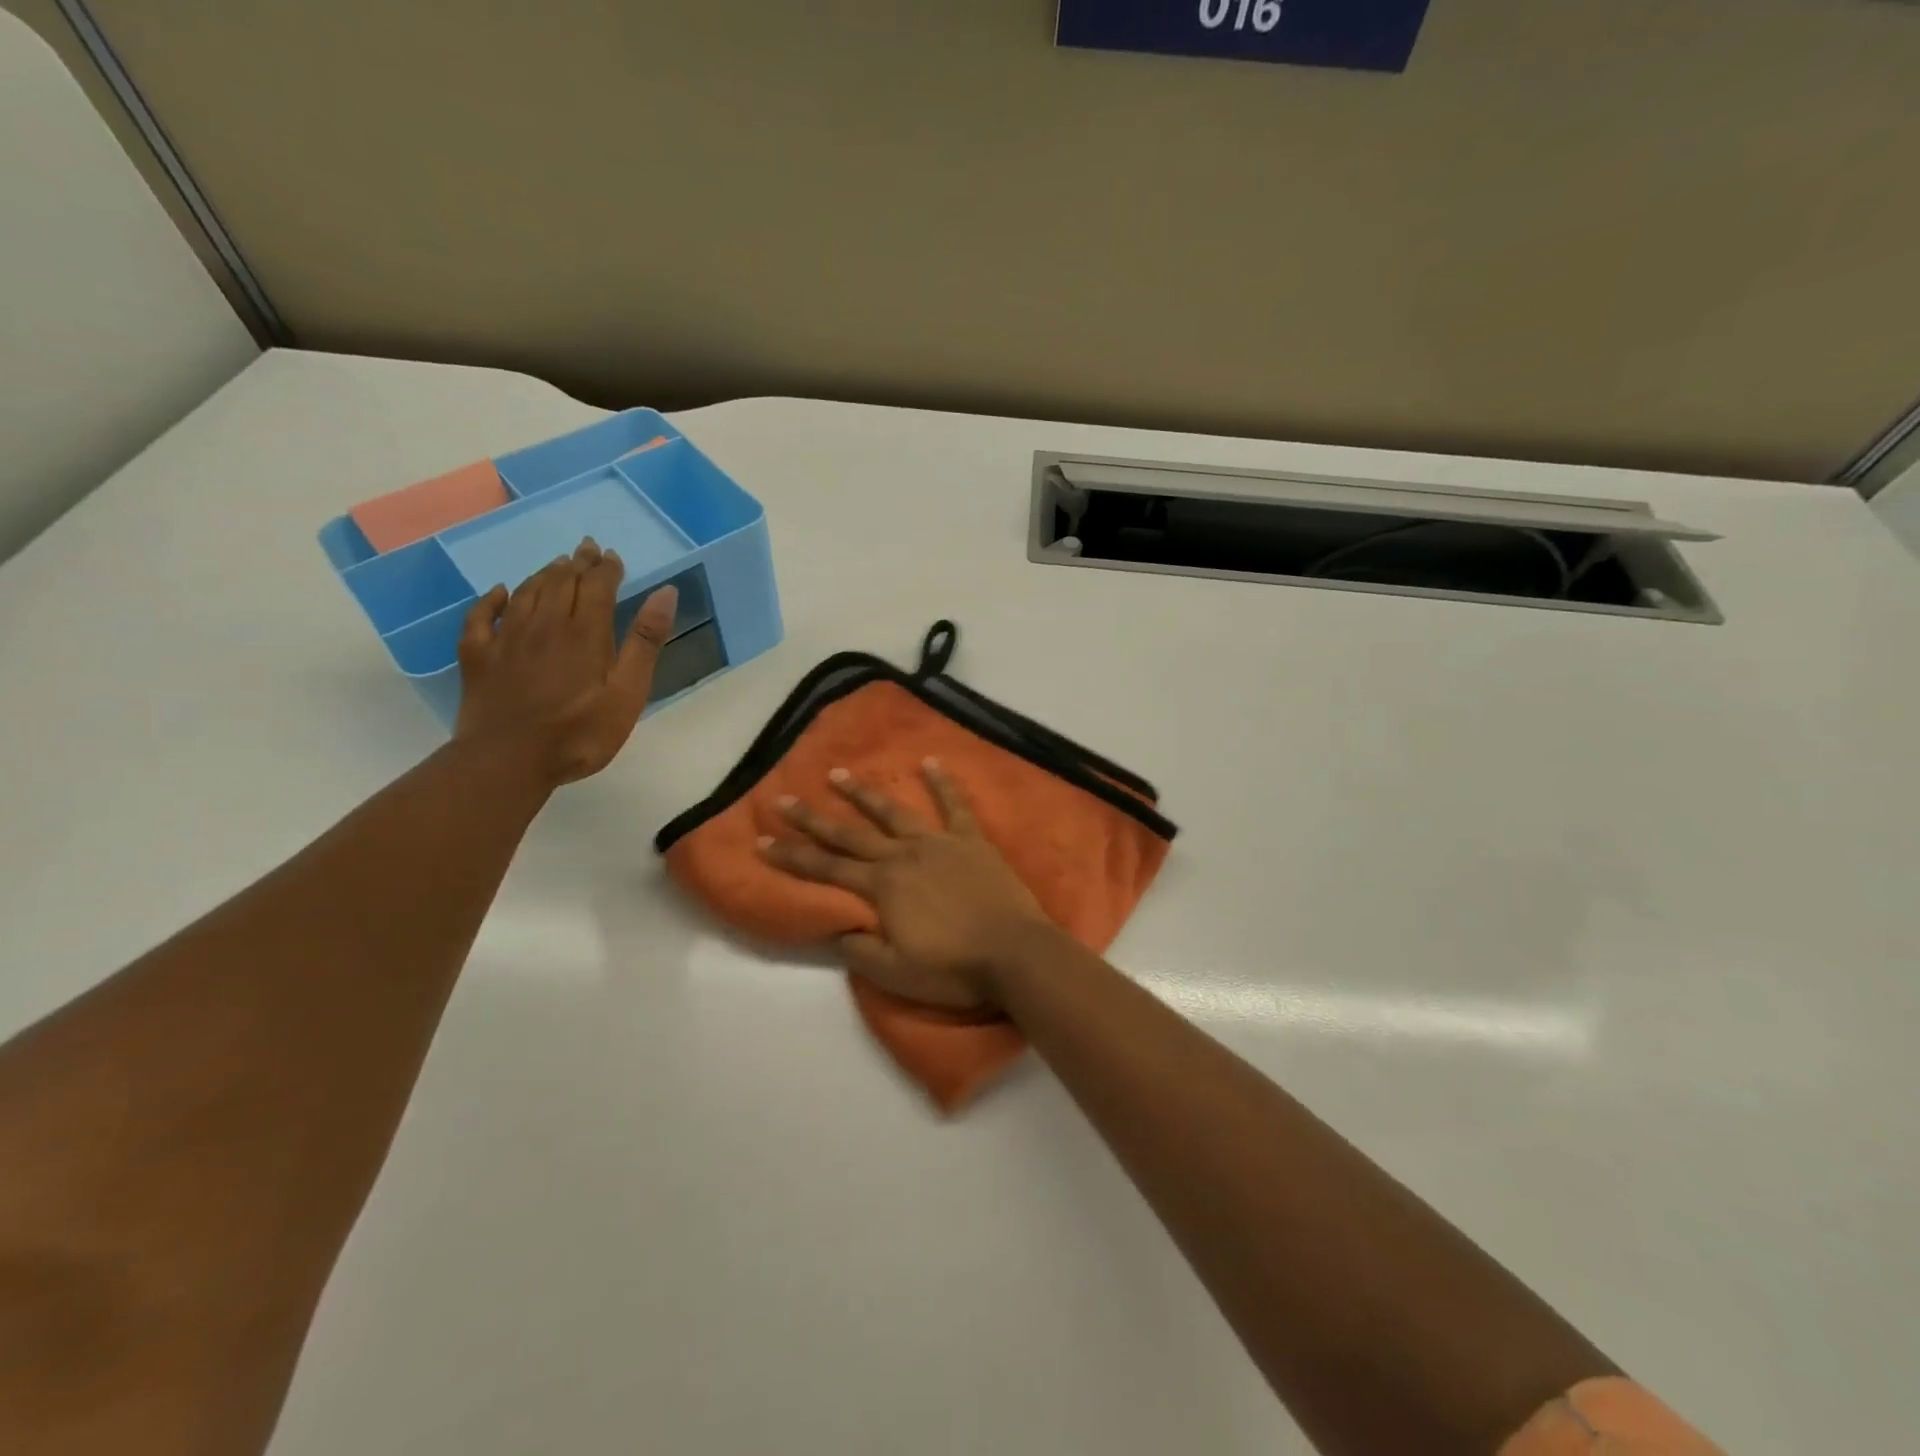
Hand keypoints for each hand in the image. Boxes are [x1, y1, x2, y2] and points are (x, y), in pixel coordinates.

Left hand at [453, 537, 677, 787]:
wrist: (508, 761)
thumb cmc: (580, 732)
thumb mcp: (628, 692)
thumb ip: (645, 642)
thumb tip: (665, 593)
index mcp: (584, 632)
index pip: (596, 586)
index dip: (606, 568)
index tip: (613, 556)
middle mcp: (544, 624)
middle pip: (561, 582)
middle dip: (577, 564)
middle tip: (586, 549)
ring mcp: (506, 639)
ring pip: (525, 592)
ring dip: (544, 574)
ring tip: (557, 564)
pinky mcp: (478, 657)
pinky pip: (482, 617)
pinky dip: (493, 599)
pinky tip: (500, 592)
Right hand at [760, 760, 1054, 1010]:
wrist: (1014, 953)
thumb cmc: (953, 968)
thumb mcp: (895, 973)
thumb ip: (860, 949)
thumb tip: (835, 929)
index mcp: (882, 887)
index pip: (825, 869)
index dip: (791, 856)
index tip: (761, 840)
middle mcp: (902, 856)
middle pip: (849, 834)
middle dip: (813, 819)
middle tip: (785, 799)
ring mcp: (938, 843)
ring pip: (893, 812)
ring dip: (863, 793)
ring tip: (838, 773)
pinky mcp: (970, 840)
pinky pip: (954, 805)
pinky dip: (942, 782)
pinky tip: (931, 762)